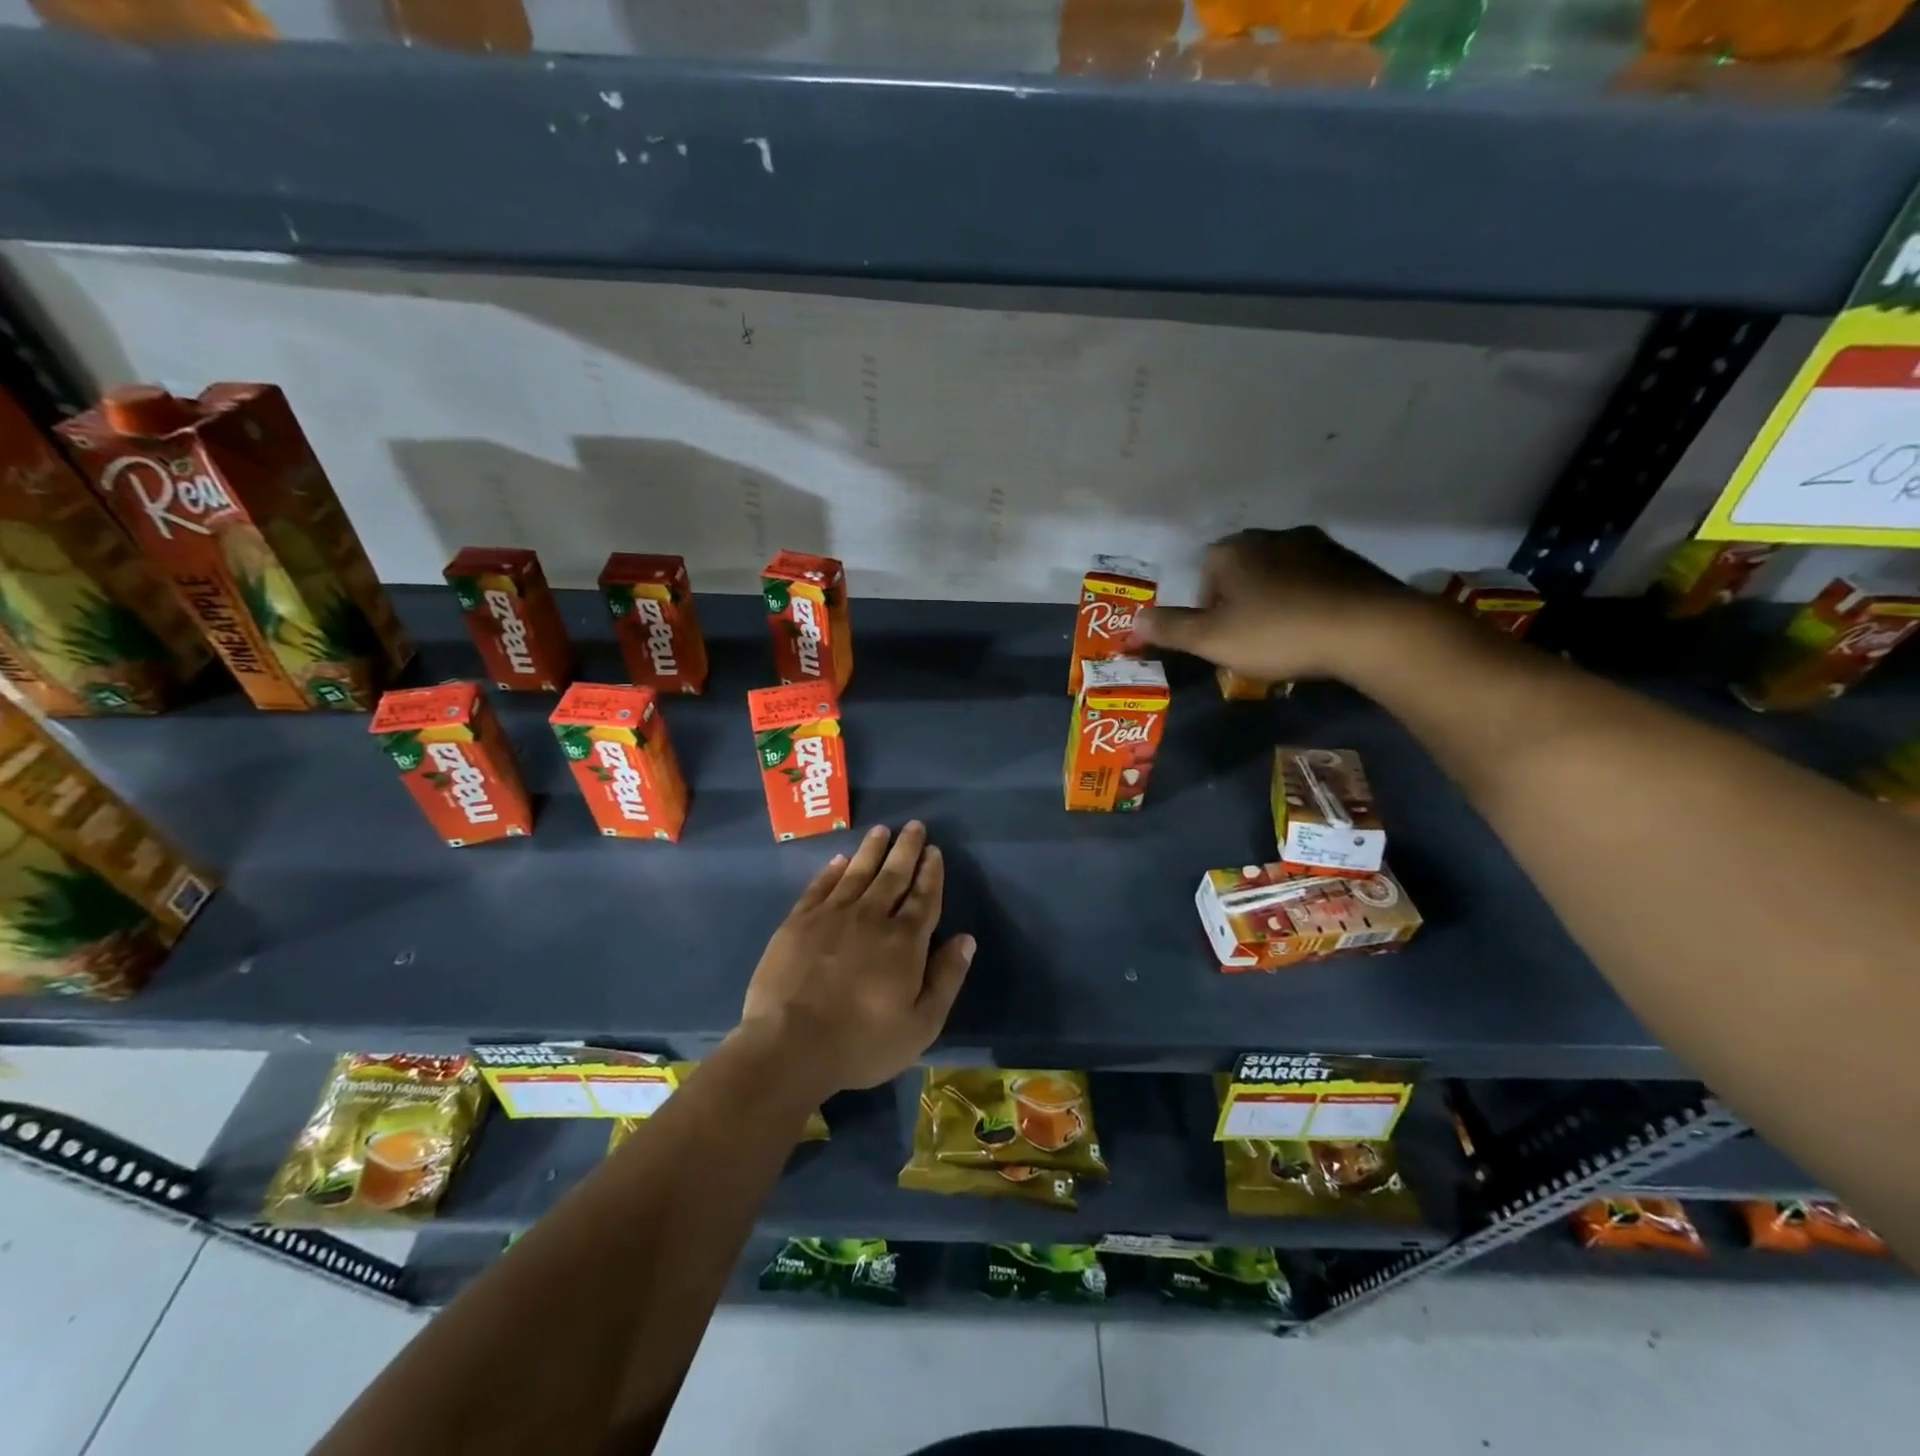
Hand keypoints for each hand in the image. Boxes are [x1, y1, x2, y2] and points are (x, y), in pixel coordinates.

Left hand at [739, 822, 975, 1094]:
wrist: (790, 1045)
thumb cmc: (861, 1042)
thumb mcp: (920, 1025)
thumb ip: (946, 978)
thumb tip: (966, 939)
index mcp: (904, 942)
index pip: (923, 898)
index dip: (931, 873)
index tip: (934, 851)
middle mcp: (871, 918)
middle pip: (893, 875)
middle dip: (906, 849)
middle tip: (914, 826)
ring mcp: (831, 916)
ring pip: (857, 873)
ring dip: (872, 850)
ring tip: (882, 830)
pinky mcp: (798, 922)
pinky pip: (820, 886)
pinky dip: (832, 871)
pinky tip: (840, 860)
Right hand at [1138, 527, 1422, 683]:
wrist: (1370, 629)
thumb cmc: (1278, 633)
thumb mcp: (1212, 640)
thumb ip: (1170, 629)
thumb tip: (1132, 621)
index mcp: (1233, 550)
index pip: (1205, 575)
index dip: (1208, 611)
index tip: (1222, 639)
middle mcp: (1271, 536)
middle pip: (1241, 572)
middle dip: (1241, 603)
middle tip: (1251, 641)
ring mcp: (1315, 544)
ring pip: (1279, 574)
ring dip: (1275, 600)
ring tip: (1287, 637)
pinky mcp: (1350, 561)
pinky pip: (1315, 580)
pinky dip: (1309, 600)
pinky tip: (1318, 628)